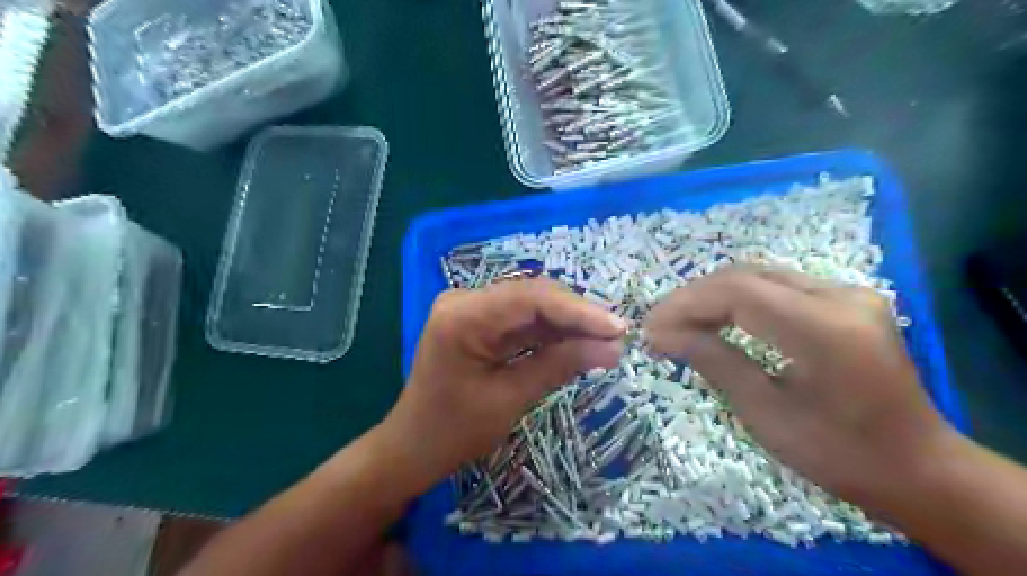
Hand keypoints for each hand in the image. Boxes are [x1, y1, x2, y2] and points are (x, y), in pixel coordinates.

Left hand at [377, 280, 621, 490]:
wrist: (413, 447)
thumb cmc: (453, 431)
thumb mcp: (509, 399)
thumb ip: (559, 366)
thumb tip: (612, 349)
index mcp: (462, 316)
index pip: (531, 299)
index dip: (579, 311)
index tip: (618, 328)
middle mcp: (465, 300)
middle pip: (533, 296)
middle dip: (577, 316)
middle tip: (618, 337)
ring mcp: (472, 309)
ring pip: (532, 306)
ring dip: (569, 324)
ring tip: (607, 341)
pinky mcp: (480, 322)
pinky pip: (522, 321)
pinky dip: (552, 333)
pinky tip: (580, 342)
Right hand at [643, 268, 959, 506]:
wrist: (917, 468)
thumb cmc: (837, 454)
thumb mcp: (765, 413)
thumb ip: (713, 360)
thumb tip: (660, 334)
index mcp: (825, 329)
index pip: (737, 292)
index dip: (685, 305)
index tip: (650, 329)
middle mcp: (841, 295)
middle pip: (745, 275)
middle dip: (693, 298)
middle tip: (659, 326)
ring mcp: (847, 293)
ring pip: (759, 275)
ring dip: (712, 296)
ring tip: (679, 323)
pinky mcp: (845, 299)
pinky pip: (776, 286)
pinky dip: (738, 300)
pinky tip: (716, 319)